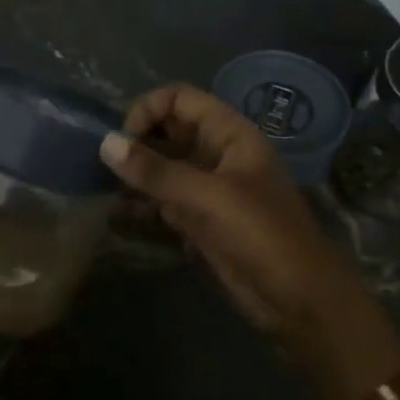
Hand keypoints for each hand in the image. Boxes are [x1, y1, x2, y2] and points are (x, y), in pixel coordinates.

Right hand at [99, 84, 364, 359]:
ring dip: (134, 175)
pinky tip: (116, 214)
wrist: (299, 299)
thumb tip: (106, 144)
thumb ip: (157, 171)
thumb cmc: (263, 236)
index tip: (122, 140)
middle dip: (135, 143)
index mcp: (230, 135)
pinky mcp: (198, 222)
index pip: (181, 100)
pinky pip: (161, 202)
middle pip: (168, 132)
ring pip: (162, 168)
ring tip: (100, 188)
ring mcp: (206, 190)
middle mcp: (216, 155)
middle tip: (101, 166)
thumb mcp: (210, 198)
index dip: (149, 110)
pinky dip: (140, 205)